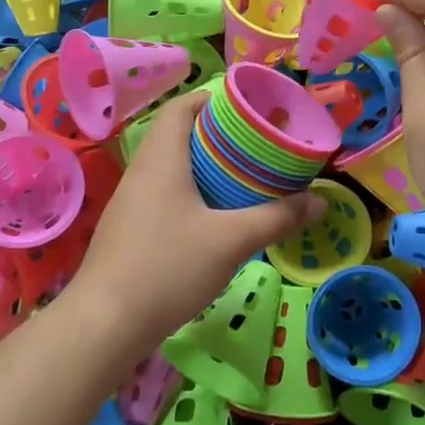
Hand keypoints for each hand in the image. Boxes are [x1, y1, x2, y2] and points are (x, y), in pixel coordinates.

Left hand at [72, 92, 322, 341]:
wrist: (104, 325)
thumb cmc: (168, 267)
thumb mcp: (232, 241)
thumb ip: (278, 217)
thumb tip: (320, 201)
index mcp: (161, 158)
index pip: (181, 107)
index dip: (212, 99)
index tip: (247, 109)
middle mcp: (141, 171)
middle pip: (177, 135)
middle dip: (217, 135)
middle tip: (255, 147)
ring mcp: (130, 203)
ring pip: (170, 168)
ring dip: (203, 167)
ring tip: (242, 179)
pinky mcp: (128, 230)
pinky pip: (163, 195)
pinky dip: (190, 193)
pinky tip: (213, 219)